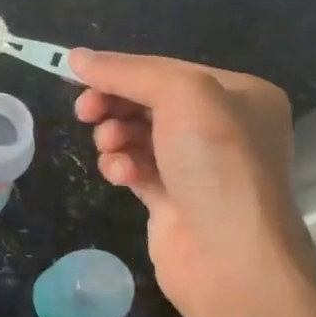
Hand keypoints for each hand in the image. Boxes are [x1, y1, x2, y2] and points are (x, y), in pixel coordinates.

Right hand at [69, 48, 315, 316]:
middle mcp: (222, 126)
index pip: (164, 69)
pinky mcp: (172, 197)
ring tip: (112, 150)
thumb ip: (129, 72)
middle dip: (113, 104)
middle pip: (146, 101)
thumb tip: (76, 57)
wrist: (232, 259)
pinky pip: (134, 166)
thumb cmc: (217, 165)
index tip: (77, 78)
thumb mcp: (182, 97)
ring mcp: (197, 164)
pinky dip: (121, 166)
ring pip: (135, 134)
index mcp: (239, 94)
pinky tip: (122, 177)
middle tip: (86, 113)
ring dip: (114, 137)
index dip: (119, 71)